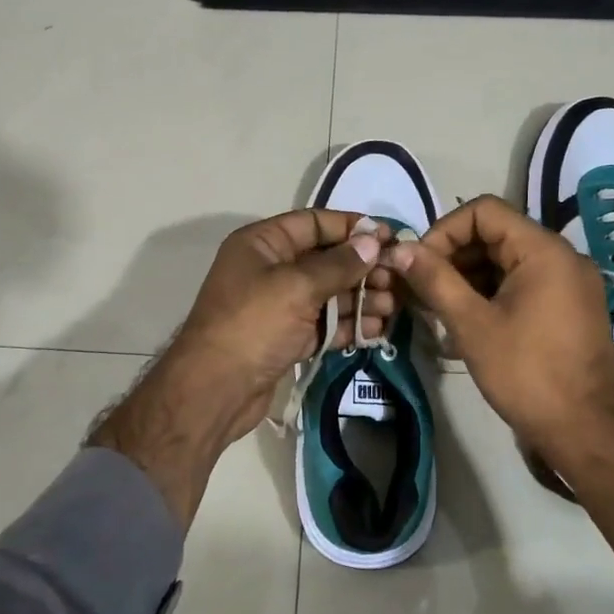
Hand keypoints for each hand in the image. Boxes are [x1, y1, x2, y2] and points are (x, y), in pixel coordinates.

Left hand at [91, 210, 391, 526]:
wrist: (215, 390)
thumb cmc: (252, 325)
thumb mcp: (297, 287)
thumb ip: (338, 264)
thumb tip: (372, 242)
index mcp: (262, 244)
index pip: (313, 223)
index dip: (351, 227)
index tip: (388, 237)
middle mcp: (269, 269)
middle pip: (325, 260)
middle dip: (362, 268)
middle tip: (399, 279)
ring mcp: (278, 305)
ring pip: (328, 294)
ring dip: (361, 298)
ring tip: (395, 306)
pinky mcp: (286, 337)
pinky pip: (323, 323)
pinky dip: (348, 325)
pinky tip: (378, 330)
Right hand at [381, 196, 613, 472]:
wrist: (585, 432)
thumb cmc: (526, 374)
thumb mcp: (472, 324)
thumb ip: (435, 280)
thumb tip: (400, 249)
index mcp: (544, 251)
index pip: (484, 211)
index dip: (444, 230)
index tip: (419, 264)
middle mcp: (563, 257)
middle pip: (496, 234)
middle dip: (453, 256)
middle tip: (421, 289)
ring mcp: (569, 284)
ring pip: (507, 262)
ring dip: (468, 278)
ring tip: (436, 309)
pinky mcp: (568, 309)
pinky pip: (522, 285)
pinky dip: (490, 295)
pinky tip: (463, 323)